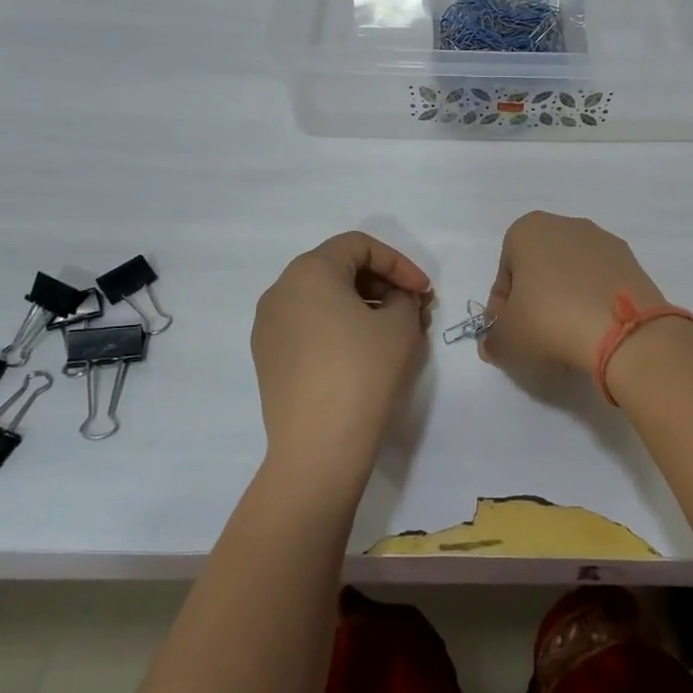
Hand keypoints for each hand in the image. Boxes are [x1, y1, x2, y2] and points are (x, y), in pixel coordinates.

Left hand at [251, 232, 432, 491]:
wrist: (319, 446)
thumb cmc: (364, 372)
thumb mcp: (401, 325)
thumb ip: (405, 298)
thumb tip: (398, 299)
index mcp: (309, 271)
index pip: (359, 246)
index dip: (399, 263)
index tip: (424, 292)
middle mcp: (280, 291)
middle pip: (338, 268)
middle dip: (382, 284)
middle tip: (414, 310)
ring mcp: (269, 327)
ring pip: (323, 299)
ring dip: (363, 306)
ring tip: (394, 333)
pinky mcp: (269, 358)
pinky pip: (308, 326)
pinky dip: (339, 327)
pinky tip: (364, 353)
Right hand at [481, 212, 666, 376]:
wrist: (622, 329)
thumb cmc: (548, 320)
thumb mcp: (505, 338)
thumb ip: (492, 338)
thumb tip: (495, 342)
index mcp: (528, 229)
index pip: (505, 272)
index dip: (503, 306)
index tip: (509, 332)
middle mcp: (566, 224)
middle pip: (540, 268)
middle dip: (535, 298)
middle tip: (536, 334)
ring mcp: (604, 240)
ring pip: (573, 273)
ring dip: (566, 299)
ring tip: (569, 336)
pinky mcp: (632, 261)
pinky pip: (601, 282)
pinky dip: (594, 301)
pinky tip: (595, 329)